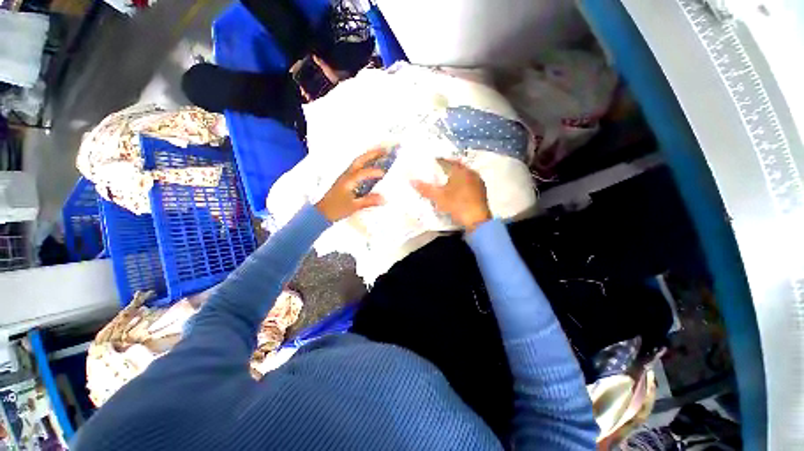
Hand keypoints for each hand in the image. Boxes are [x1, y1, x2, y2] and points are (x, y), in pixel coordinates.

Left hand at [315, 148, 387, 221]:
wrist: (321, 213)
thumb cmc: (336, 209)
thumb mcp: (353, 206)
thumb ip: (368, 201)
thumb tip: (384, 199)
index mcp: (348, 180)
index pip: (363, 172)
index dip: (375, 172)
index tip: (385, 173)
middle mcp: (346, 175)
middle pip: (360, 160)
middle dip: (372, 154)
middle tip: (385, 150)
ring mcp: (345, 176)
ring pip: (357, 162)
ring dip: (368, 156)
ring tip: (380, 154)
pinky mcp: (345, 180)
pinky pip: (356, 167)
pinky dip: (365, 163)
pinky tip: (371, 165)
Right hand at [412, 159, 491, 232]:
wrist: (477, 221)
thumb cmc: (457, 205)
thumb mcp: (438, 197)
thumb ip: (425, 188)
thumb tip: (412, 181)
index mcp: (461, 170)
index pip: (447, 161)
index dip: (437, 162)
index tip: (430, 165)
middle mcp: (471, 172)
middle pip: (456, 167)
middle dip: (446, 169)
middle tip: (436, 173)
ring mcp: (478, 182)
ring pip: (464, 175)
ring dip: (455, 177)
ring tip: (445, 182)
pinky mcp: (482, 191)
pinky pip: (469, 182)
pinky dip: (461, 184)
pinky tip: (457, 191)